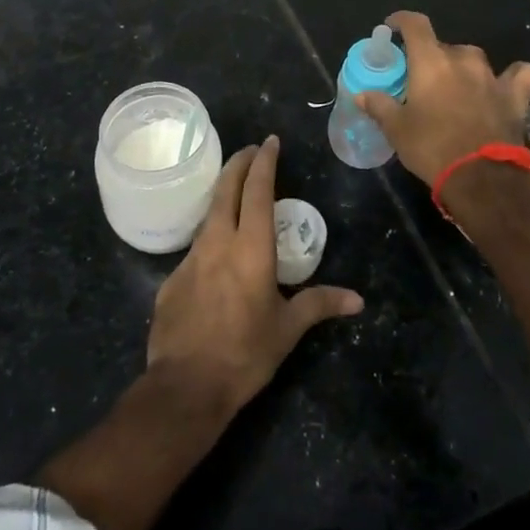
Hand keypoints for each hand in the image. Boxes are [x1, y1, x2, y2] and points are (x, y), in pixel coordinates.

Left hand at [147, 136, 362, 416]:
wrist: (184, 387)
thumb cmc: (244, 355)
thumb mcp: (287, 330)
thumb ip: (319, 305)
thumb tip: (357, 300)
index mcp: (250, 248)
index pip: (257, 191)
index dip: (264, 162)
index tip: (269, 142)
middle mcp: (218, 242)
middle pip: (225, 189)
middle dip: (238, 164)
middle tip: (250, 150)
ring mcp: (190, 258)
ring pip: (208, 214)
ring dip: (222, 196)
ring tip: (234, 192)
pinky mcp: (172, 278)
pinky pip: (196, 247)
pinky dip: (210, 236)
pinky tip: (216, 253)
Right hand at [355, 11, 529, 186]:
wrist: (482, 178)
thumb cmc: (432, 148)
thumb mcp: (397, 130)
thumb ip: (380, 106)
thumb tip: (362, 94)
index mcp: (430, 62)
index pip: (415, 25)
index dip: (401, 21)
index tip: (392, 27)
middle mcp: (462, 60)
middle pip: (443, 46)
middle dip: (430, 58)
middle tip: (421, 81)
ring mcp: (492, 76)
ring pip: (474, 59)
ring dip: (463, 68)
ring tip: (456, 89)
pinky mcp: (516, 96)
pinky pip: (520, 75)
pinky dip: (514, 77)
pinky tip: (505, 87)